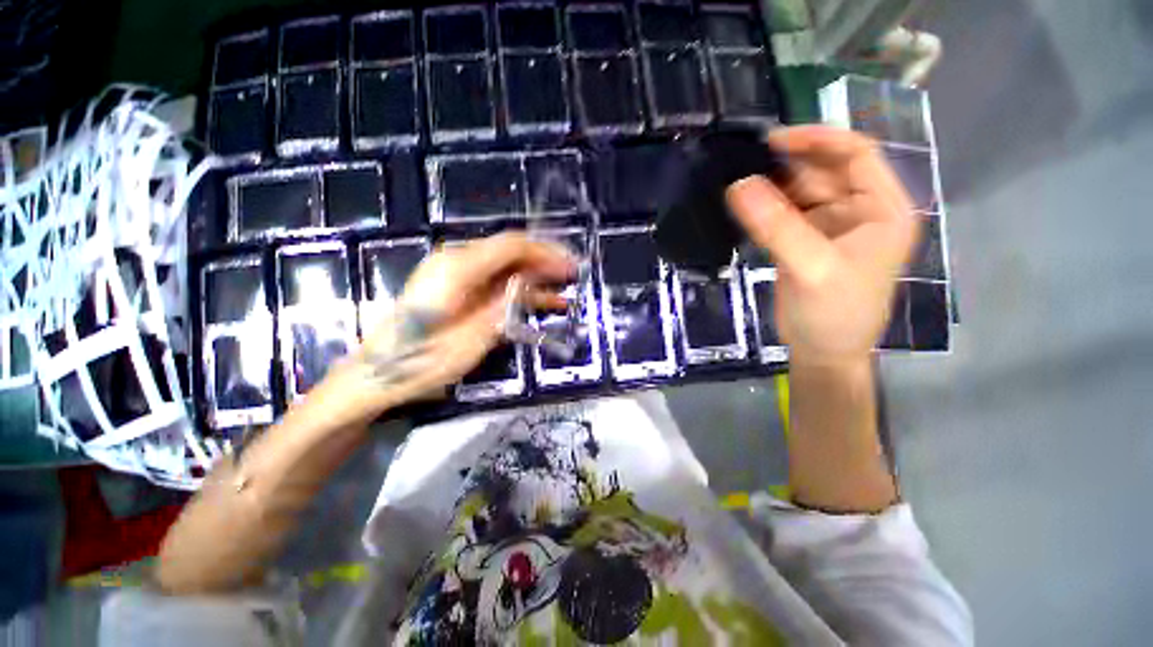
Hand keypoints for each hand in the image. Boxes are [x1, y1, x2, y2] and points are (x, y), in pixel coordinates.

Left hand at [350, 232, 575, 409]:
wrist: (376, 374)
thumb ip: (506, 303)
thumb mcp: (473, 336)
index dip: (546, 253)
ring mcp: (452, 272)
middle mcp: (455, 259)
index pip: (512, 245)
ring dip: (534, 277)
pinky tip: (539, 301)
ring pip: (505, 266)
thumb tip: (535, 280)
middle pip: (509, 251)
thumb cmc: (423, 360)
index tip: (572, 267)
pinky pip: (493, 281)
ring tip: (564, 291)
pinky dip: (517, 289)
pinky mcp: (453, 287)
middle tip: (573, 277)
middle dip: (544, 263)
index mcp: (458, 267)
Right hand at [726, 126, 918, 365]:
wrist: (823, 351)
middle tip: (745, 162)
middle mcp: (861, 211)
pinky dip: (765, 208)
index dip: (818, 140)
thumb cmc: (834, 313)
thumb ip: (777, 226)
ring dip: (773, 186)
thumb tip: (739, 185)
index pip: (856, 155)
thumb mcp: (811, 268)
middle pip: (825, 171)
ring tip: (738, 183)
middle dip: (788, 164)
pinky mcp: (806, 242)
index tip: (773, 140)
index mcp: (883, 209)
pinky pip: (785, 214)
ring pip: (801, 192)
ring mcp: (831, 227)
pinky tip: (744, 207)